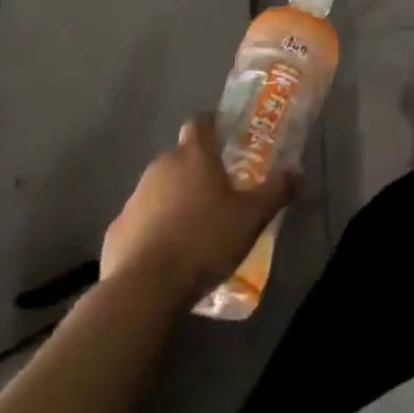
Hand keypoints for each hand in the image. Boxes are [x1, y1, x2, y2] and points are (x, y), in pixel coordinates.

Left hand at [100, 115, 297, 302]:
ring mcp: (134, 198)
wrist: (144, 289)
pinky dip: (153, 230)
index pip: (200, 123)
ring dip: (174, 200)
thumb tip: (297, 169)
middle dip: (196, 169)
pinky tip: (167, 255)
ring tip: (194, 228)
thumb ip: (276, 191)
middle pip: (180, 157)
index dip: (212, 125)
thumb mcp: (252, 217)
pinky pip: (140, 221)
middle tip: (218, 192)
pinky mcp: (116, 231)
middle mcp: (161, 167)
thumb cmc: (204, 241)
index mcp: (194, 156)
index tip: (225, 136)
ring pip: (159, 189)